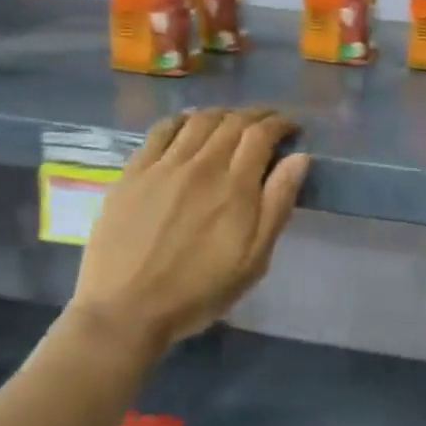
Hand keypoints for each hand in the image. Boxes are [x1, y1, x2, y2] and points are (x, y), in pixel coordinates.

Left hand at [69, 108, 309, 352]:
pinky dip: (182, 119)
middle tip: (268, 124)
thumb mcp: (255, 258)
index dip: (280, 123)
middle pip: (232, 121)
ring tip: (232, 123)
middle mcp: (201, 165)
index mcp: (235, 186)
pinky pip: (160, 130)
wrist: (126, 311)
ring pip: (198, 120)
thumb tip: (299, 158)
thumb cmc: (200, 290)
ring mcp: (163, 166)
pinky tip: (189, 125)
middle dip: (256, 115)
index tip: (292, 128)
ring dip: (222, 114)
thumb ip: (278, 204)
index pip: (261, 134)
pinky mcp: (132, 173)